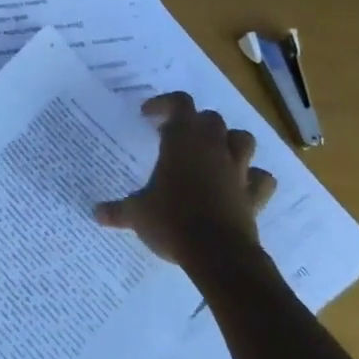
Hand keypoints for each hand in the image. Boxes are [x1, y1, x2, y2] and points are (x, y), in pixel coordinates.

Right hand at [93, 93, 275, 279]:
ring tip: (213, 153)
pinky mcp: (254, 195)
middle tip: (176, 138)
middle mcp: (212, 148)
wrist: (217, 254)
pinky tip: (241, 185)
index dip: (164, 104)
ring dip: (229, 142)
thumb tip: (95, 213)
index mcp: (182, 141)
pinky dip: (254, 178)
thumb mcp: (137, 214)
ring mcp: (237, 171)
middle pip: (211, 118)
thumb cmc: (171, 222)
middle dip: (195, 123)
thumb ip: (117, 210)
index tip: (148, 116)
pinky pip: (262, 179)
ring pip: (243, 140)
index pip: (179, 103)